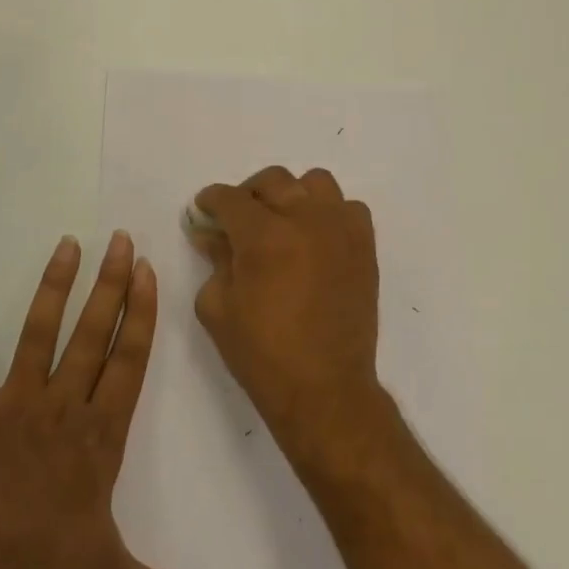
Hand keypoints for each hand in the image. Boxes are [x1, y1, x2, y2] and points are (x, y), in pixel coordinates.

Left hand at [0, 232, 219, 568]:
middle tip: (119, 239)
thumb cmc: (43, 568)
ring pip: (38, 334)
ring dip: (53, 288)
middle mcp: (63, 406)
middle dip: (110, 284)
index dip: (141, 314)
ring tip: (66, 245)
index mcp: (99, 434)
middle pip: (93, 334)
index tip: (147, 272)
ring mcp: (14, 403)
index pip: (129, 361)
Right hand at [191, 167, 386, 464]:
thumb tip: (211, 233)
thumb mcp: (217, 307)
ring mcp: (340, 230)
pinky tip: (316, 238)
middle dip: (248, 194)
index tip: (204, 209)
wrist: (324, 388)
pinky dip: (329, 213)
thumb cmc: (262, 353)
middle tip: (239, 219)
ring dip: (293, 195)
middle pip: (273, 180)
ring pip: (315, 183)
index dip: (211, 200)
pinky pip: (348, 208)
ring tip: (283, 222)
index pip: (230, 198)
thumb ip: (214, 260)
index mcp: (263, 235)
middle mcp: (305, 220)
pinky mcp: (364, 246)